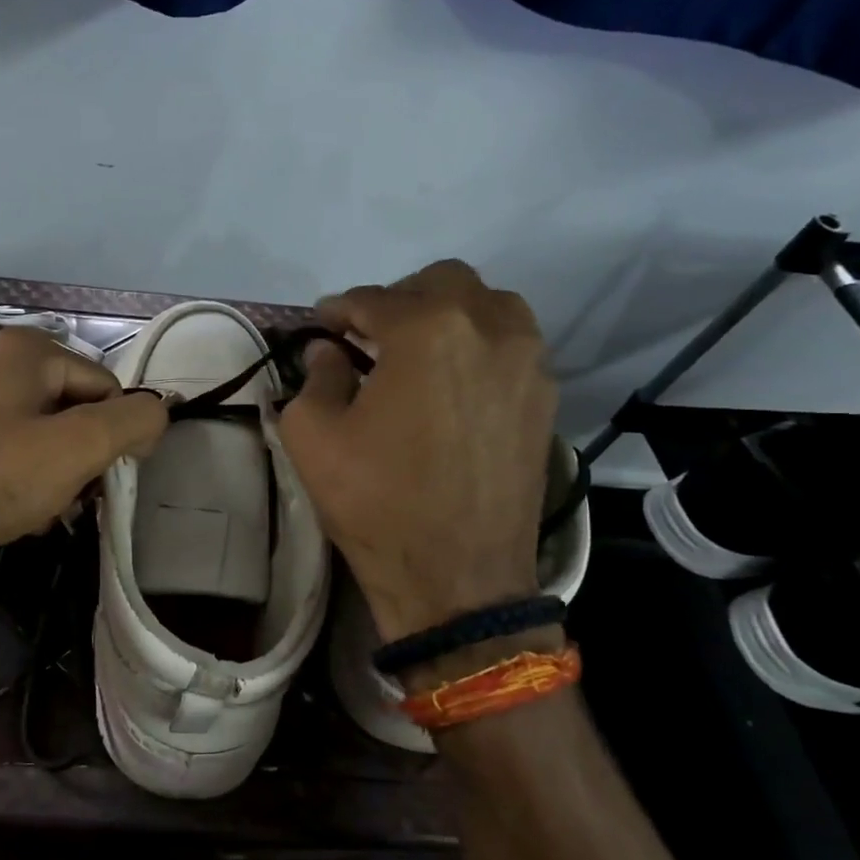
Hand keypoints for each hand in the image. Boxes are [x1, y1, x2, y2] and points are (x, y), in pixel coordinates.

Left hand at [0, 328, 168, 589]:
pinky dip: (27, 482)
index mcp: (26, 349)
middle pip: (76, 411)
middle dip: (83, 457)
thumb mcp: (80, 446)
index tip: (105, 476)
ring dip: (59, 476)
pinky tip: (21, 511)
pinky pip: (16, 455)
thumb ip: (133, 420)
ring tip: (46, 507)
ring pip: (48, 438)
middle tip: (72, 493)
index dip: (116, 433)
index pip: (106, 386)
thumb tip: (157, 414)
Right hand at [280, 261, 556, 641]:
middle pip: (442, 282)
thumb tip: (329, 352)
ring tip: (417, 354)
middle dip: (398, 300)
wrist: (456, 577)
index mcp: (427, 330)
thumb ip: (316, 376)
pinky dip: (478, 347)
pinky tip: (452, 385)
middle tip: (368, 336)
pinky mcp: (546, 398)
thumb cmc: (375, 501)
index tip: (320, 325)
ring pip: (490, 305)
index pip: (373, 299)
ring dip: (448, 316)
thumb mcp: (313, 436)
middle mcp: (489, 328)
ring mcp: (529, 362)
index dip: (338, 309)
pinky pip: (512, 346)